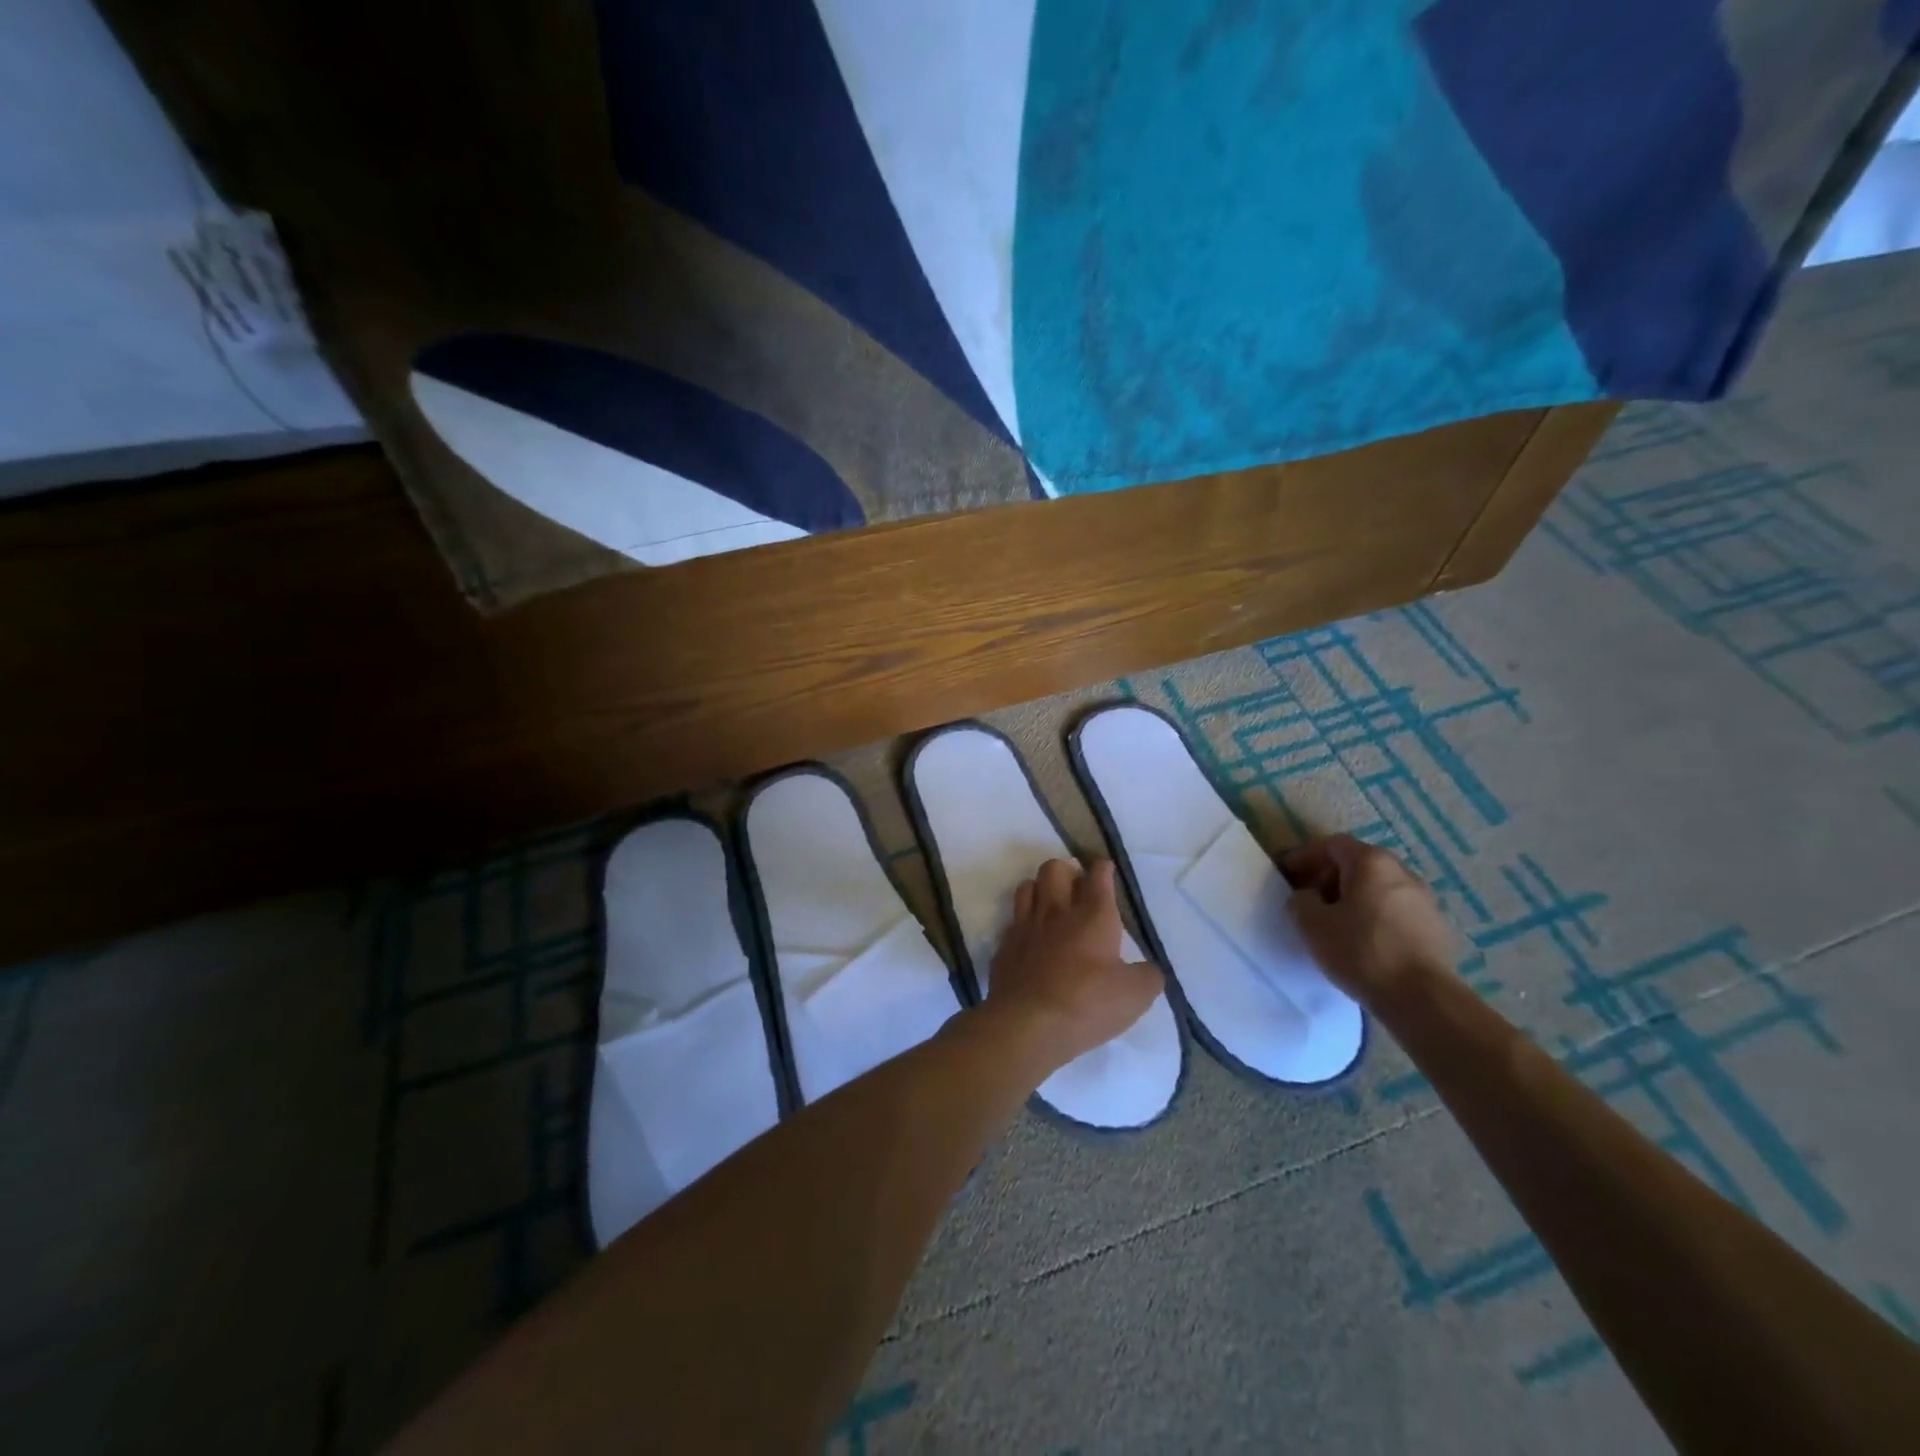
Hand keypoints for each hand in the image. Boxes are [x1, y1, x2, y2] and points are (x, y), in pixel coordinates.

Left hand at [985, 858, 1163, 1067]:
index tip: (1106, 870)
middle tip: (1077, 888)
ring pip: (1027, 886)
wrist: (1028, 1024)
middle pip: (1054, 868)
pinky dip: (1023, 923)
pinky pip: (1012, 920)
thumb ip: (1148, 976)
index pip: (1098, 875)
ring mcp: (1026, 927)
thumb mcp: (1135, 996)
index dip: (1103, 868)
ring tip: (1051, 906)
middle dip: (1066, 870)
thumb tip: (1149, 969)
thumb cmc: (1087, 1003)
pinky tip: (1031, 939)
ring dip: (1040, 889)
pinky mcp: (1005, 947)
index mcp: (1093, 916)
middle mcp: (1057, 912)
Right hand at [1282, 835, 1456, 1003]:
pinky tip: (1365, 941)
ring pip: (1379, 888)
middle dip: (1330, 876)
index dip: (1305, 856)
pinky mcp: (1437, 928)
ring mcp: (1424, 900)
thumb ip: (1301, 900)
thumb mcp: (1311, 924)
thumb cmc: (1360, 951)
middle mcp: (1402, 872)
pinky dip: (1376, 916)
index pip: (1332, 845)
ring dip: (1355, 897)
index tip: (1287, 874)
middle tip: (1310, 898)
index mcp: (1371, 863)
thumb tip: (1309, 897)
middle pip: (1359, 863)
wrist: (1422, 998)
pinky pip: (1396, 911)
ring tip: (1337, 923)